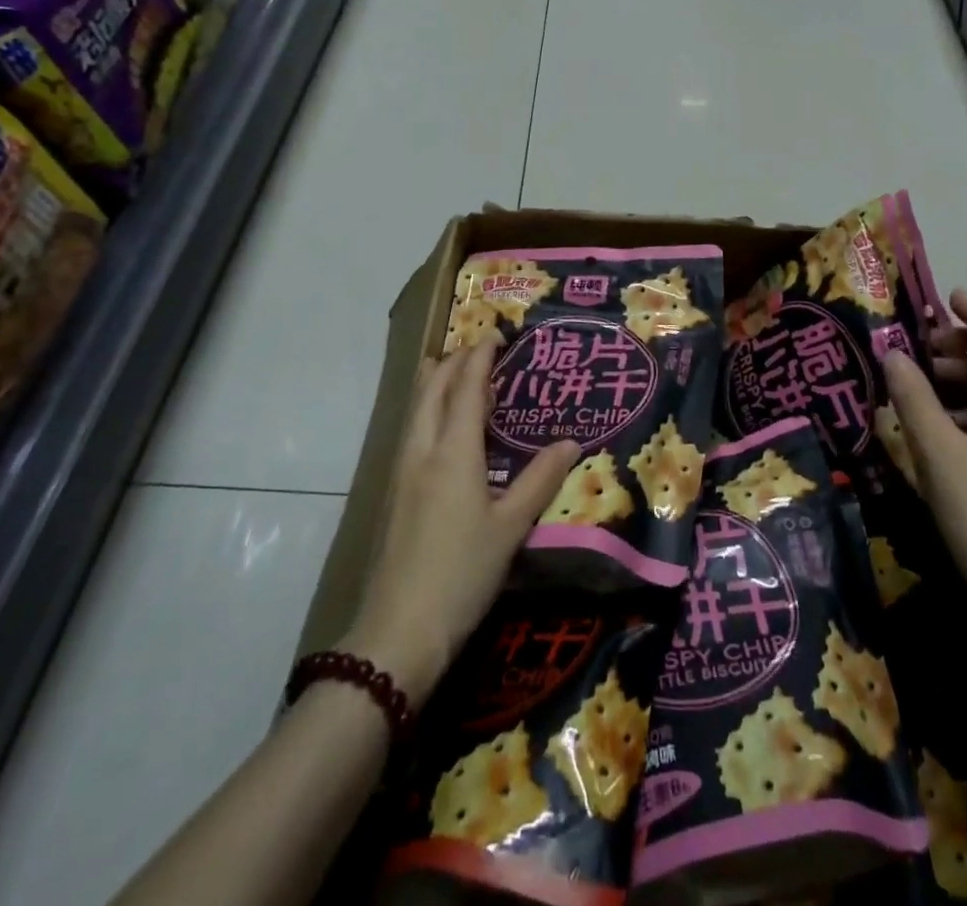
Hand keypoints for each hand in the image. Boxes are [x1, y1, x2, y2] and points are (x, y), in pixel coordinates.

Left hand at [344, 337, 579, 700]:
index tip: (496, 334)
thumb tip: (572, 442)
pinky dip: (428, 408)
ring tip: (454, 372)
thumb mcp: (510, 528)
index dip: (481, 356)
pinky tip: (439, 426)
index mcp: (453, 451)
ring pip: (416, 408)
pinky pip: (411, 429)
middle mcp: (422, 449)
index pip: (467, 387)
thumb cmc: (461, 574)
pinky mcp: (393, 492)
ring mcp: (402, 470)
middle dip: (454, 360)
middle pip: (433, 388)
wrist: (398, 631)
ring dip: (435, 381)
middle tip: (479, 349)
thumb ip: (540, 480)